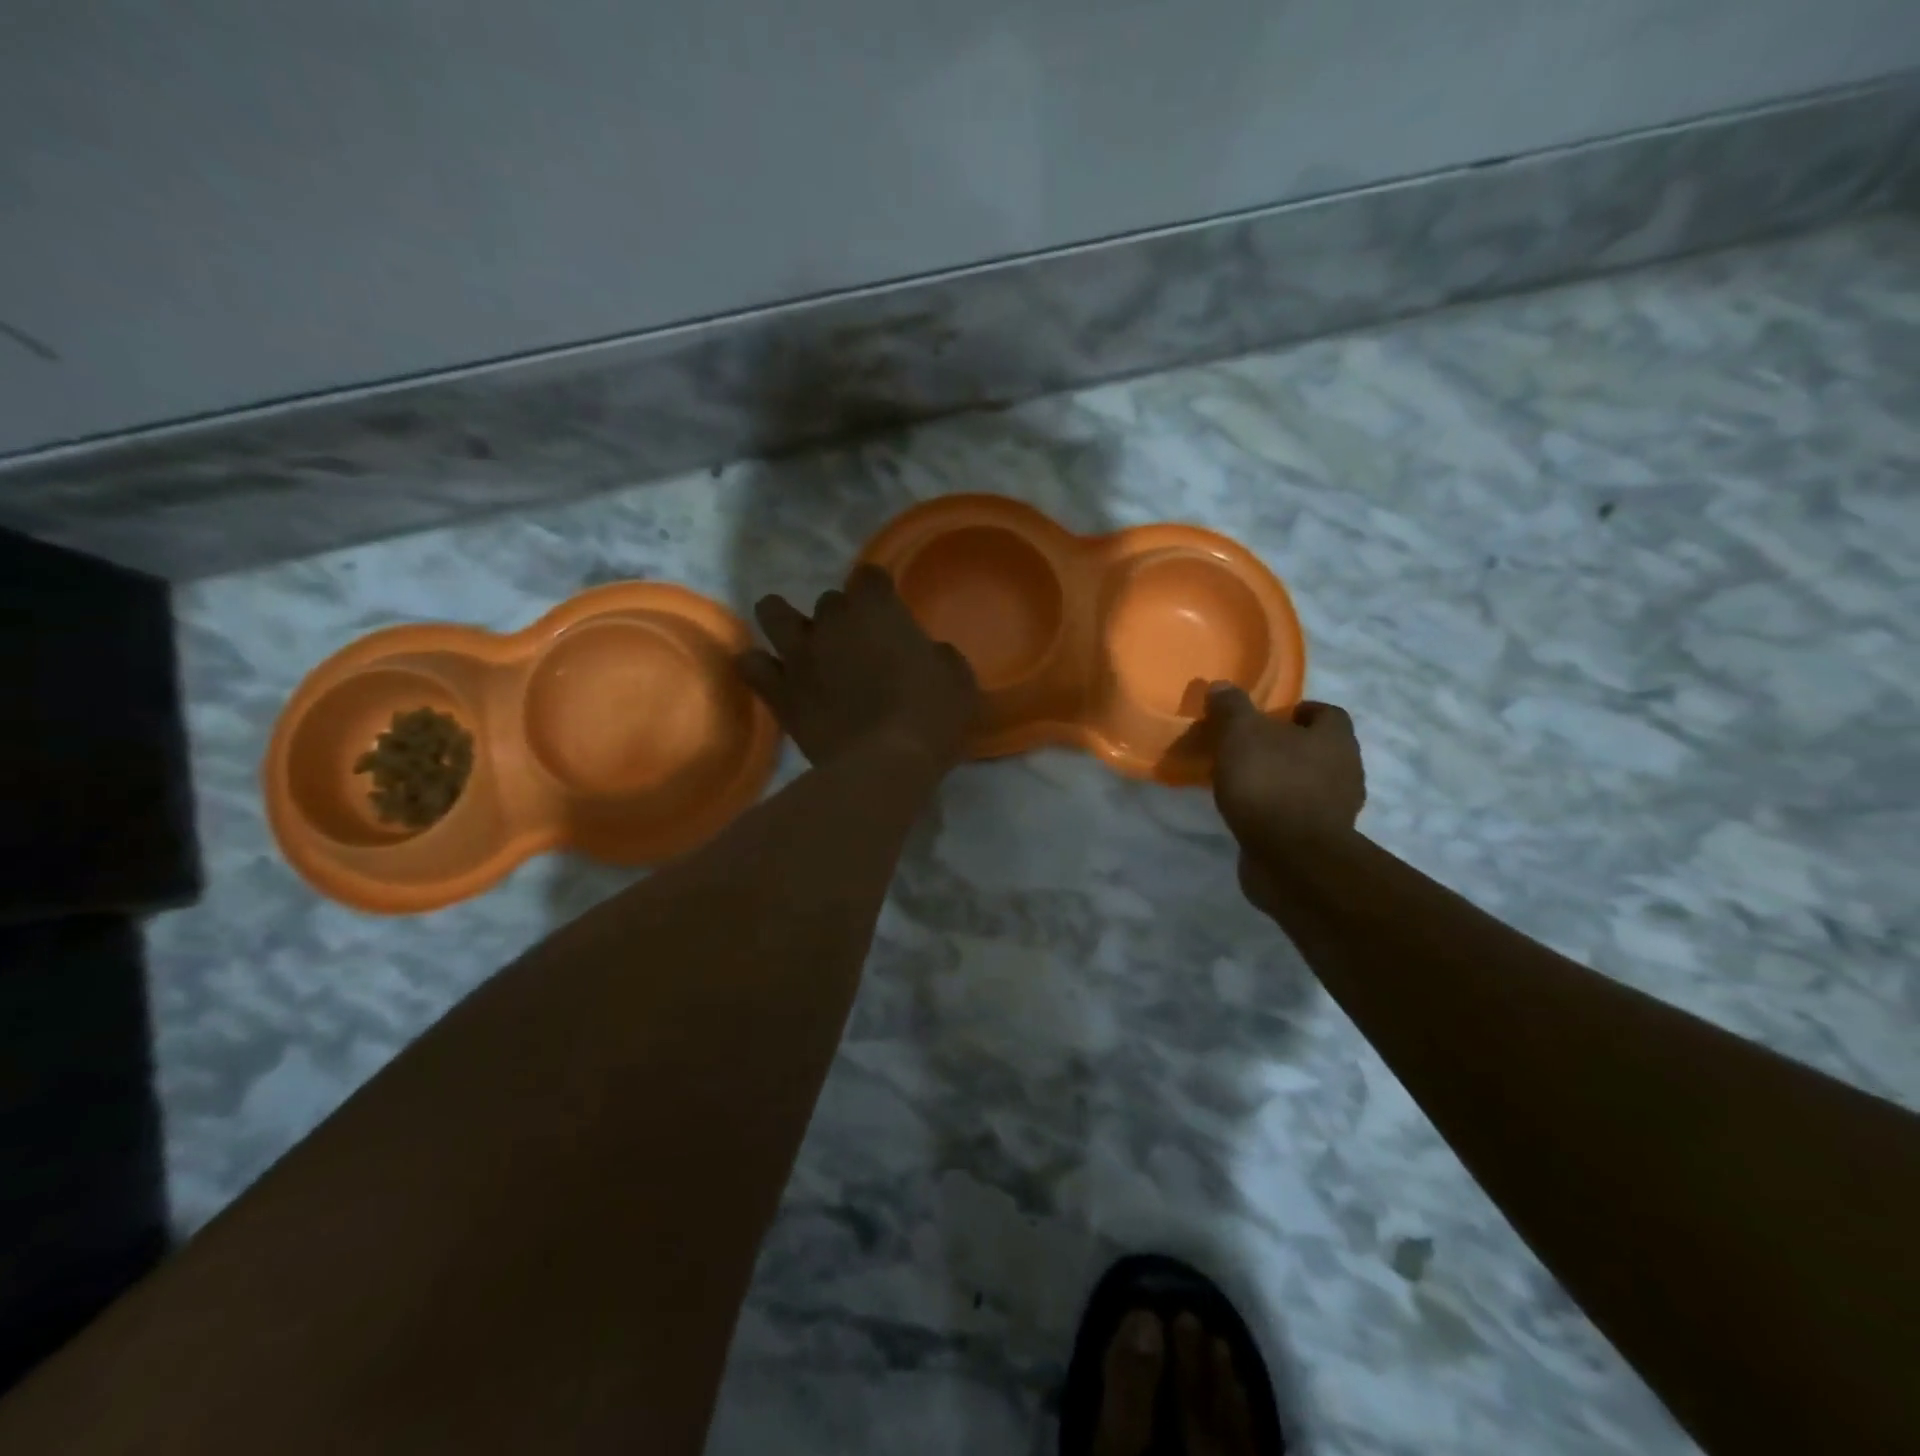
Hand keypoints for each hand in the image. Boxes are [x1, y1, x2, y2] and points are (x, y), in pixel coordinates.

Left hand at [738, 564, 979, 773]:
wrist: (885, 764)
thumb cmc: (931, 716)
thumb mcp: (957, 678)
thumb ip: (937, 655)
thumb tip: (927, 655)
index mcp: (878, 610)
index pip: (869, 575)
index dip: (879, 592)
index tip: (889, 614)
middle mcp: (832, 622)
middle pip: (829, 601)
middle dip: (841, 619)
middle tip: (857, 648)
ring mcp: (799, 655)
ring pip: (773, 612)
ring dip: (785, 621)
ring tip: (802, 645)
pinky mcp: (779, 692)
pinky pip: (751, 666)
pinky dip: (759, 667)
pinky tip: (774, 677)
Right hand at [1204, 685, 1364, 908]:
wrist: (1291, 858)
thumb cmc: (1269, 784)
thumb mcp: (1240, 734)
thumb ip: (1231, 707)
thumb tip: (1222, 686)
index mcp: (1336, 738)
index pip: (1327, 713)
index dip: (1300, 711)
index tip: (1271, 717)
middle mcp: (1348, 769)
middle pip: (1321, 749)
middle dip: (1290, 747)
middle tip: (1253, 748)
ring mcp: (1339, 809)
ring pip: (1312, 783)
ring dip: (1286, 780)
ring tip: (1248, 783)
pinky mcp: (1324, 840)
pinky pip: (1301, 815)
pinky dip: (1281, 811)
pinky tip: (1253, 814)